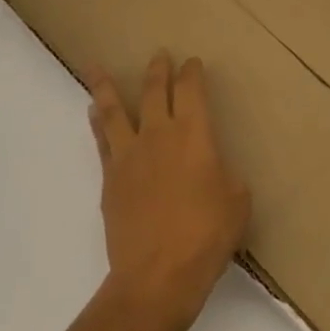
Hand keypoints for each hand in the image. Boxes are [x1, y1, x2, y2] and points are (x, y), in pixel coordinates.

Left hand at [87, 52, 250, 330]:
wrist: (157, 275)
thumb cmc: (206, 236)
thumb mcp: (236, 202)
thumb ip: (224, 176)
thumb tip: (212, 170)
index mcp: (194, 134)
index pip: (192, 90)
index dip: (192, 73)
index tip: (192, 63)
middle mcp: (159, 135)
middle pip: (154, 91)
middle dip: (158, 70)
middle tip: (159, 55)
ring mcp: (129, 155)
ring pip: (115, 110)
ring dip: (107, 86)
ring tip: (95, 68)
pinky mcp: (110, 178)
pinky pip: (102, 140)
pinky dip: (97, 123)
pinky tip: (93, 113)